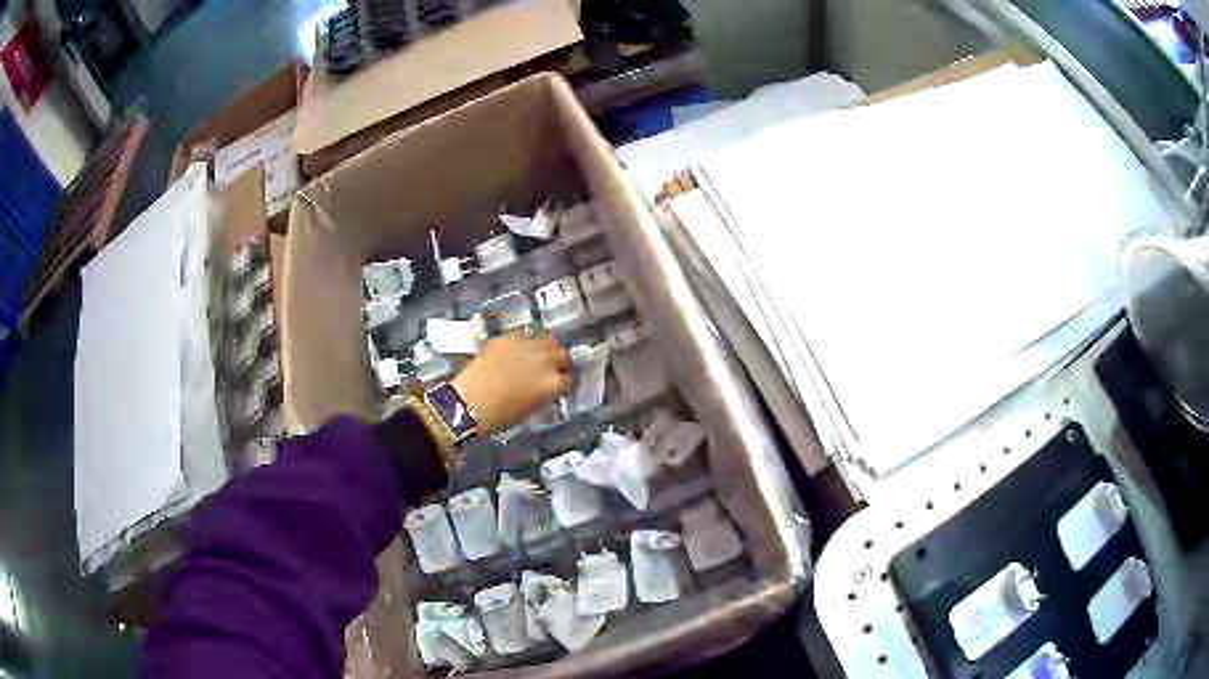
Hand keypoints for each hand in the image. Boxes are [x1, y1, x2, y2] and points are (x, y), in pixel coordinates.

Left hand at [451, 331, 571, 434]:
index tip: (559, 382)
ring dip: (546, 347)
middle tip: (552, 368)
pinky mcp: (507, 337)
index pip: (570, 378)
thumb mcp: (531, 408)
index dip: (564, 380)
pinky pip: (525, 334)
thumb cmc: (499, 416)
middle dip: (559, 361)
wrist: (468, 403)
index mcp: (552, 384)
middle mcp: (544, 360)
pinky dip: (525, 341)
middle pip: (563, 354)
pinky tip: (518, 349)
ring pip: (548, 339)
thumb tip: (547, 386)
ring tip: (539, 354)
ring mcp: (526, 345)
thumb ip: (545, 393)